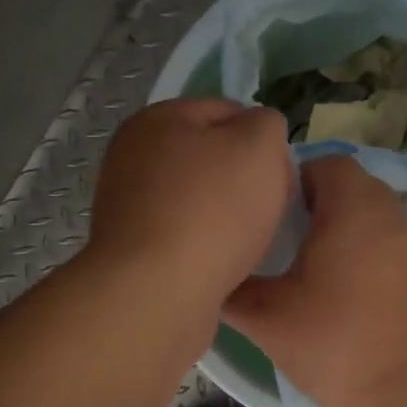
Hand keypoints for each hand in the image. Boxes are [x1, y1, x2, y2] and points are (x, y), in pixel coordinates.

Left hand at [87, 98, 292, 310]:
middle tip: (269, 209)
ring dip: (225, 214)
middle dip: (244, 179)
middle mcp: (132, 156)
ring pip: (196, 198)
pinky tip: (221, 262)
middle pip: (209, 156)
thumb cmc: (212, 211)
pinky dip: (203, 243)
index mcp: (158, 119)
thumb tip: (256, 134)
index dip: (263, 140)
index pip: (226, 112)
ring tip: (248, 241)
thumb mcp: (260, 146)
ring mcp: (125, 204)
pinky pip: (181, 234)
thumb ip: (267, 124)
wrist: (156, 294)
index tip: (281, 176)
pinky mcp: (130, 248)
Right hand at [222, 155, 406, 406]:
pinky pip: (382, 242)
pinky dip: (358, 252)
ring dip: (335, 229)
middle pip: (345, 186)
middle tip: (275, 235)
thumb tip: (213, 275)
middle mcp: (388, 212)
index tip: (263, 210)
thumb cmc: (336, 343)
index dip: (288, 178)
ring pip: (365, 215)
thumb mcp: (267, 317)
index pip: (321, 162)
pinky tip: (335, 289)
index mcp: (353, 206)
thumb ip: (231, 290)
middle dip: (309, 204)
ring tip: (300, 263)